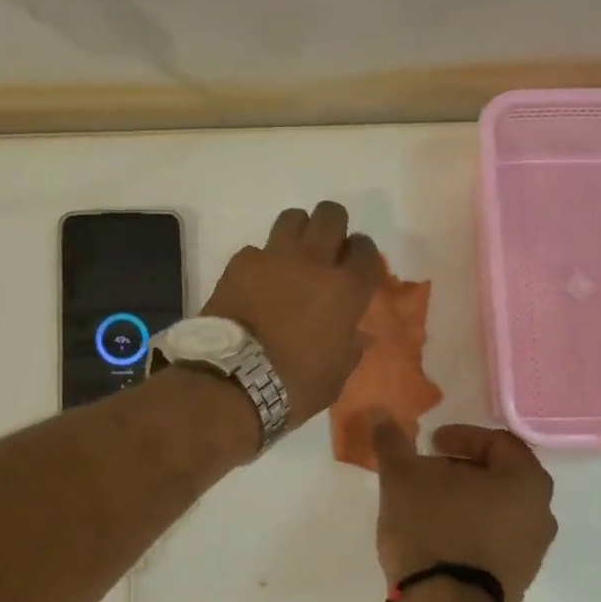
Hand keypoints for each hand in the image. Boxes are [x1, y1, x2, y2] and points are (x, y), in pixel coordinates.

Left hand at [201, 202, 383, 428]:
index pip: (367, 251)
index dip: (363, 256)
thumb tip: (354, 334)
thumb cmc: (295, 386)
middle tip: (326, 251)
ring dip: (298, 232)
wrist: (234, 381)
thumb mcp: (336, 374)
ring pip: (293, 218)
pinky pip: (257, 249)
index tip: (356, 269)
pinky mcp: (240, 263)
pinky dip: (261, 262)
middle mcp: (314, 262)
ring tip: (292, 257)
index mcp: (346, 290)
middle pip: (331, 215)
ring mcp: (274, 257)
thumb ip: (349, 346)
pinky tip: (256, 283)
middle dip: (333, 228)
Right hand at [371, 420, 557, 601]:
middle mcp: (542, 513)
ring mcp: (533, 551)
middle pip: (500, 476)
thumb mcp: (402, 478)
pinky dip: (471, 530)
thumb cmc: (430, 529)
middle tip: (427, 473)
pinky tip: (439, 537)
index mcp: (526, 481)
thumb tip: (380, 414)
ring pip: (498, 510)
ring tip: (428, 506)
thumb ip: (392, 442)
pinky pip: (495, 540)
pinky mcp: (518, 580)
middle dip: (462, 470)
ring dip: (466, 501)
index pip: (498, 442)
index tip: (429, 444)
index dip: (460, 436)